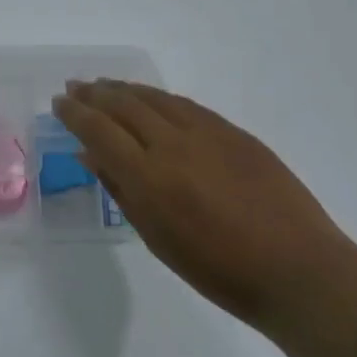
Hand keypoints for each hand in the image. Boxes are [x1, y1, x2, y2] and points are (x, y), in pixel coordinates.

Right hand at [52, 80, 356, 326]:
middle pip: (124, 106)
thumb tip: (90, 155)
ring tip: (105, 85)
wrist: (296, 270)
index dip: (75, 113)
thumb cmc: (219, 271)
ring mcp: (208, 134)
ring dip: (125, 89)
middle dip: (94, 94)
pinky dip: (160, 99)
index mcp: (149, 177)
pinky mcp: (235, 133)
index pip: (99, 131)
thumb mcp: (157, 239)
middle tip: (75, 86)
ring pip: (156, 99)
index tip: (59, 102)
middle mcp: (173, 145)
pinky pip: (187, 106)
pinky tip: (152, 100)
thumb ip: (121, 190)